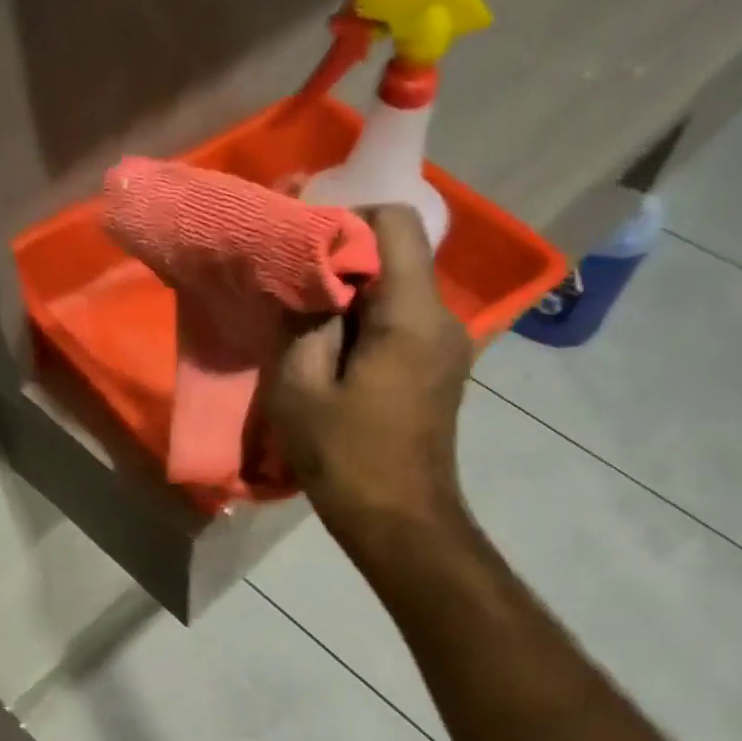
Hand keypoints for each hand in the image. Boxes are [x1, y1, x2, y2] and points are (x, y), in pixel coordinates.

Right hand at [265, 206, 473, 570]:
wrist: (401, 523)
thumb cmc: (347, 459)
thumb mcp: (300, 390)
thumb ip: (301, 323)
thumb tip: (306, 281)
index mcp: (411, 314)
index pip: (395, 221)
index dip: (346, 217)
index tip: (301, 243)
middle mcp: (442, 318)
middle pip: (398, 254)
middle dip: (344, 258)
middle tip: (294, 283)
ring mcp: (447, 345)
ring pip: (399, 290)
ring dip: (354, 294)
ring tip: (308, 320)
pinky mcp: (440, 370)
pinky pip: (404, 323)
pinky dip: (368, 322)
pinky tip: (334, 352)